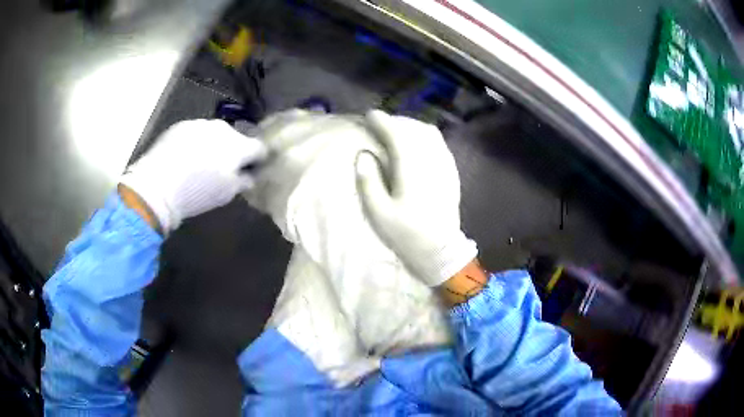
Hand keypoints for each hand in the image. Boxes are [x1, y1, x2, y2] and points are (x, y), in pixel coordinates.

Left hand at [120, 119, 267, 232]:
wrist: (158, 185)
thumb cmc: (197, 193)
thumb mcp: (226, 194)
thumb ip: (244, 181)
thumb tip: (250, 175)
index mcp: (238, 145)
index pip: (259, 147)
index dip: (259, 158)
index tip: (253, 169)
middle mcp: (222, 128)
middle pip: (236, 137)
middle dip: (233, 150)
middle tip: (224, 168)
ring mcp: (201, 124)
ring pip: (215, 133)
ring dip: (214, 145)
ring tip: (201, 163)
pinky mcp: (182, 125)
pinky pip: (196, 132)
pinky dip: (195, 142)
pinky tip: (185, 157)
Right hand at [355, 110, 476, 286]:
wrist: (440, 250)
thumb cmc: (407, 234)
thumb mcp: (379, 213)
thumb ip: (369, 181)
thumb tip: (363, 154)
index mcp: (412, 171)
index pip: (398, 135)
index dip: (383, 122)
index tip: (370, 115)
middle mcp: (432, 162)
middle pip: (415, 129)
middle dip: (396, 121)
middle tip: (380, 124)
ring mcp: (445, 166)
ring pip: (430, 134)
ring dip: (412, 127)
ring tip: (397, 131)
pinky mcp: (452, 173)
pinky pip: (440, 144)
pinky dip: (425, 136)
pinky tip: (417, 144)